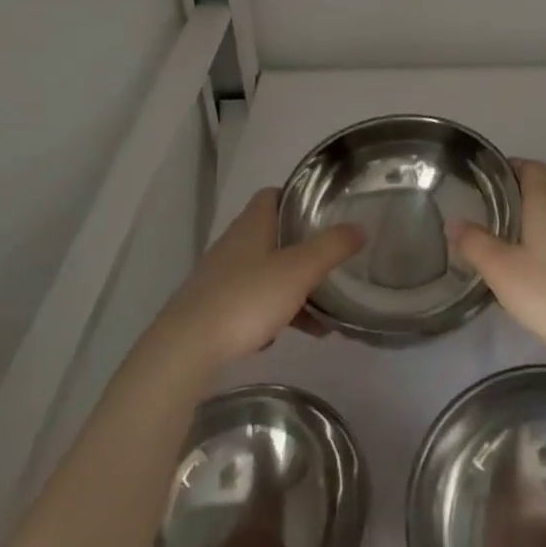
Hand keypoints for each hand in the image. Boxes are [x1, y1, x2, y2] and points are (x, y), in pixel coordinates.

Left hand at [155, 188, 363, 370]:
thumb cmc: (246, 298)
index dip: (297, 198)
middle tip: (329, 263)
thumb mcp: (299, 270)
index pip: (273, 195)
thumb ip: (332, 247)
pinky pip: (250, 302)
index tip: (323, 211)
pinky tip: (284, 335)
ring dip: (291, 288)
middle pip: (272, 235)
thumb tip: (360, 228)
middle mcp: (233, 244)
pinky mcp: (212, 310)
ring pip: (263, 272)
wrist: (185, 350)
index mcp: (252, 224)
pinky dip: (271, 313)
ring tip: (320, 316)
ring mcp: (219, 278)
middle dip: (301, 249)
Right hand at [451, 159, 545, 371]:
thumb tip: (454, 221)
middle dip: (517, 197)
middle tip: (487, 213)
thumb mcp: (502, 270)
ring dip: (533, 223)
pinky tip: (535, 271)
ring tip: (506, 243)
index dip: (510, 167)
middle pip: (543, 190)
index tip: (487, 179)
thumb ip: (475, 244)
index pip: (531, 167)